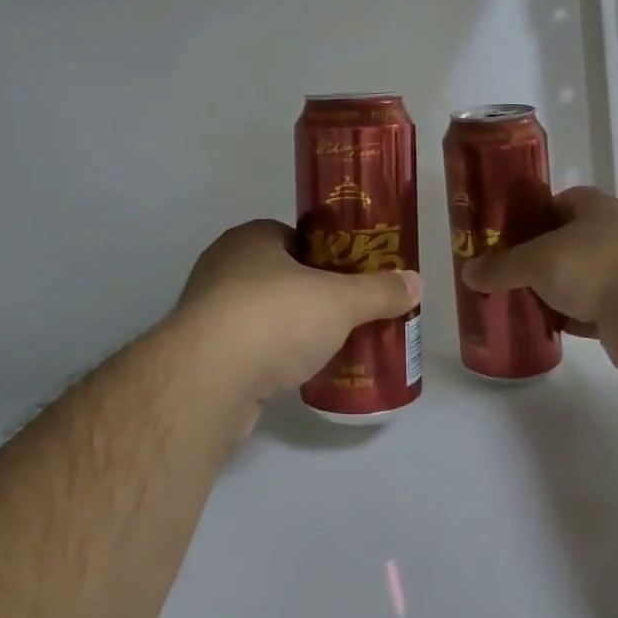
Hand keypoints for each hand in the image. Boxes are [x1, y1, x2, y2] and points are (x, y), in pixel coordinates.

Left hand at [169, 219, 421, 413]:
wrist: (208, 379)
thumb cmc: (275, 317)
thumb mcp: (340, 301)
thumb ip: (378, 291)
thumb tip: (416, 283)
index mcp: (251, 238)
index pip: (295, 238)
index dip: (326, 255)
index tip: (351, 277)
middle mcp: (223, 266)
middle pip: (280, 275)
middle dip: (311, 294)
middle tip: (346, 313)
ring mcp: (207, 311)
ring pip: (262, 313)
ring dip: (289, 328)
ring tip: (328, 346)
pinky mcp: (200, 355)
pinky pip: (246, 348)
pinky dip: (270, 357)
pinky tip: (295, 374)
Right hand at [460, 187, 617, 369]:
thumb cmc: (593, 266)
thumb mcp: (537, 261)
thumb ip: (502, 266)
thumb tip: (468, 273)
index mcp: (595, 207)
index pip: (558, 201)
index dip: (532, 214)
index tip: (506, 233)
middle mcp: (613, 233)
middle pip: (567, 240)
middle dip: (539, 256)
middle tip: (507, 269)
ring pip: (580, 277)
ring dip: (556, 289)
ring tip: (520, 299)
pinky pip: (591, 310)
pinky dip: (571, 318)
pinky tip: (547, 326)